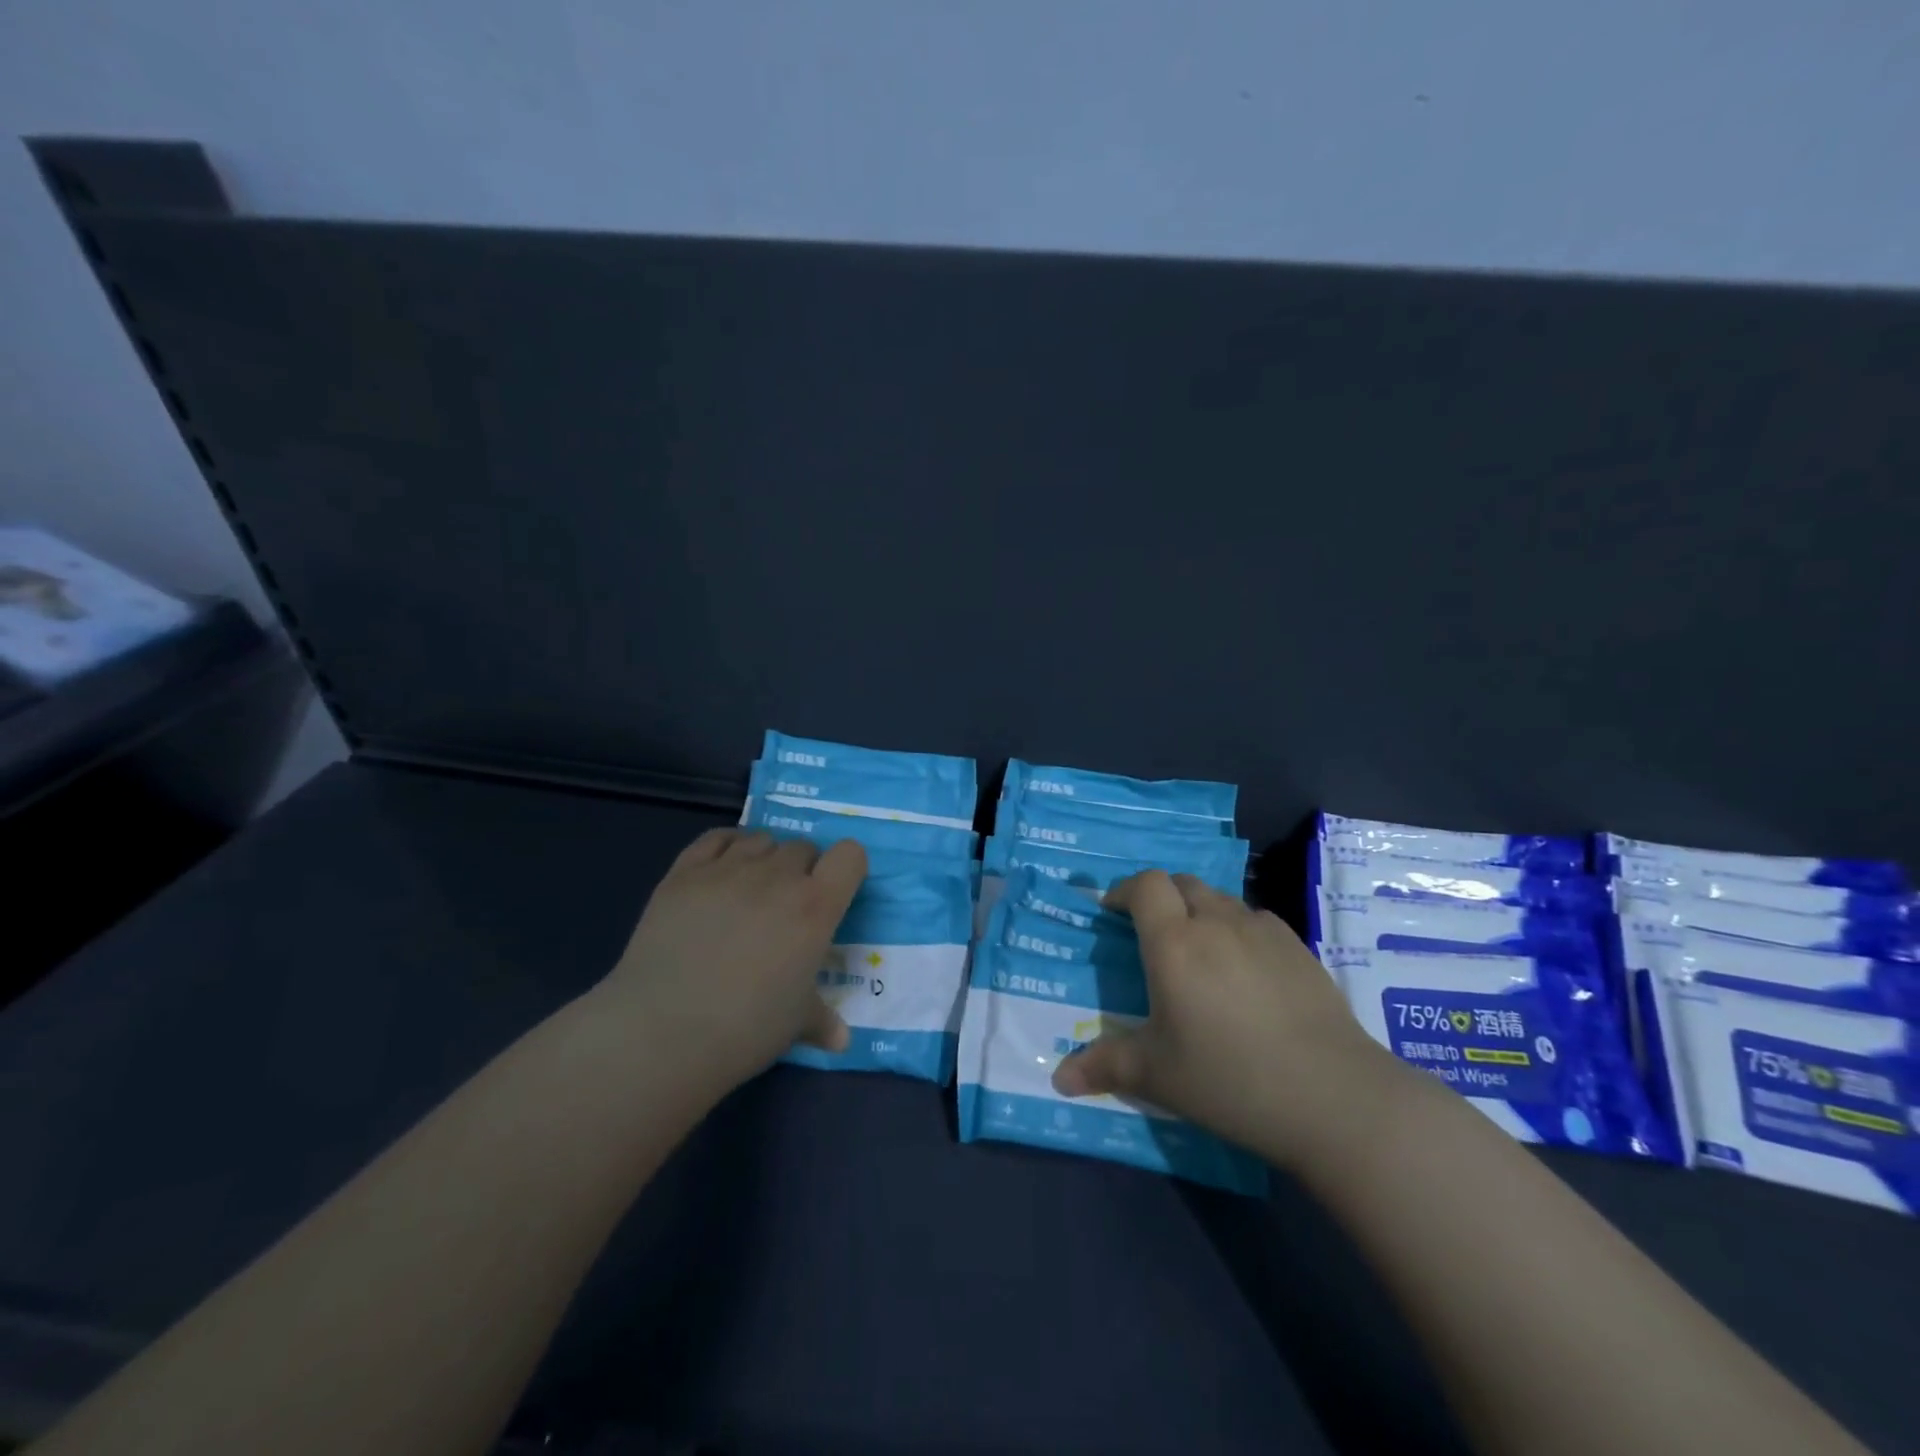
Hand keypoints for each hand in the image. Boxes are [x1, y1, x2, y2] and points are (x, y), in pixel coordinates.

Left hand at [603, 829, 867, 1091]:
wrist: (663, 1032)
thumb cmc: (745, 1028)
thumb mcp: (796, 1024)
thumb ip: (823, 1019)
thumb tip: (841, 1039)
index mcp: (815, 907)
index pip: (850, 855)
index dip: (847, 869)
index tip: (836, 894)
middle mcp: (777, 876)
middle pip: (803, 847)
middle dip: (803, 870)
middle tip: (788, 907)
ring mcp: (728, 869)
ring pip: (761, 839)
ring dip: (766, 858)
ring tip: (752, 890)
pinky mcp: (684, 872)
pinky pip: (716, 838)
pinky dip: (727, 846)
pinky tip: (720, 871)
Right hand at [1051, 869, 1389, 1167]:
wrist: (1333, 1096)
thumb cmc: (1230, 1079)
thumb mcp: (1158, 1076)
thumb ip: (1105, 1066)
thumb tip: (1059, 1079)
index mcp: (1174, 942)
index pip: (1144, 885)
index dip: (1124, 890)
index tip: (1113, 912)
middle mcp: (1216, 922)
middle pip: (1182, 883)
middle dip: (1161, 898)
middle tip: (1154, 934)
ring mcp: (1262, 931)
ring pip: (1221, 899)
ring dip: (1201, 911)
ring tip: (1200, 952)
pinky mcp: (1299, 948)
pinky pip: (1256, 920)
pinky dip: (1239, 930)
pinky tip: (1246, 971)